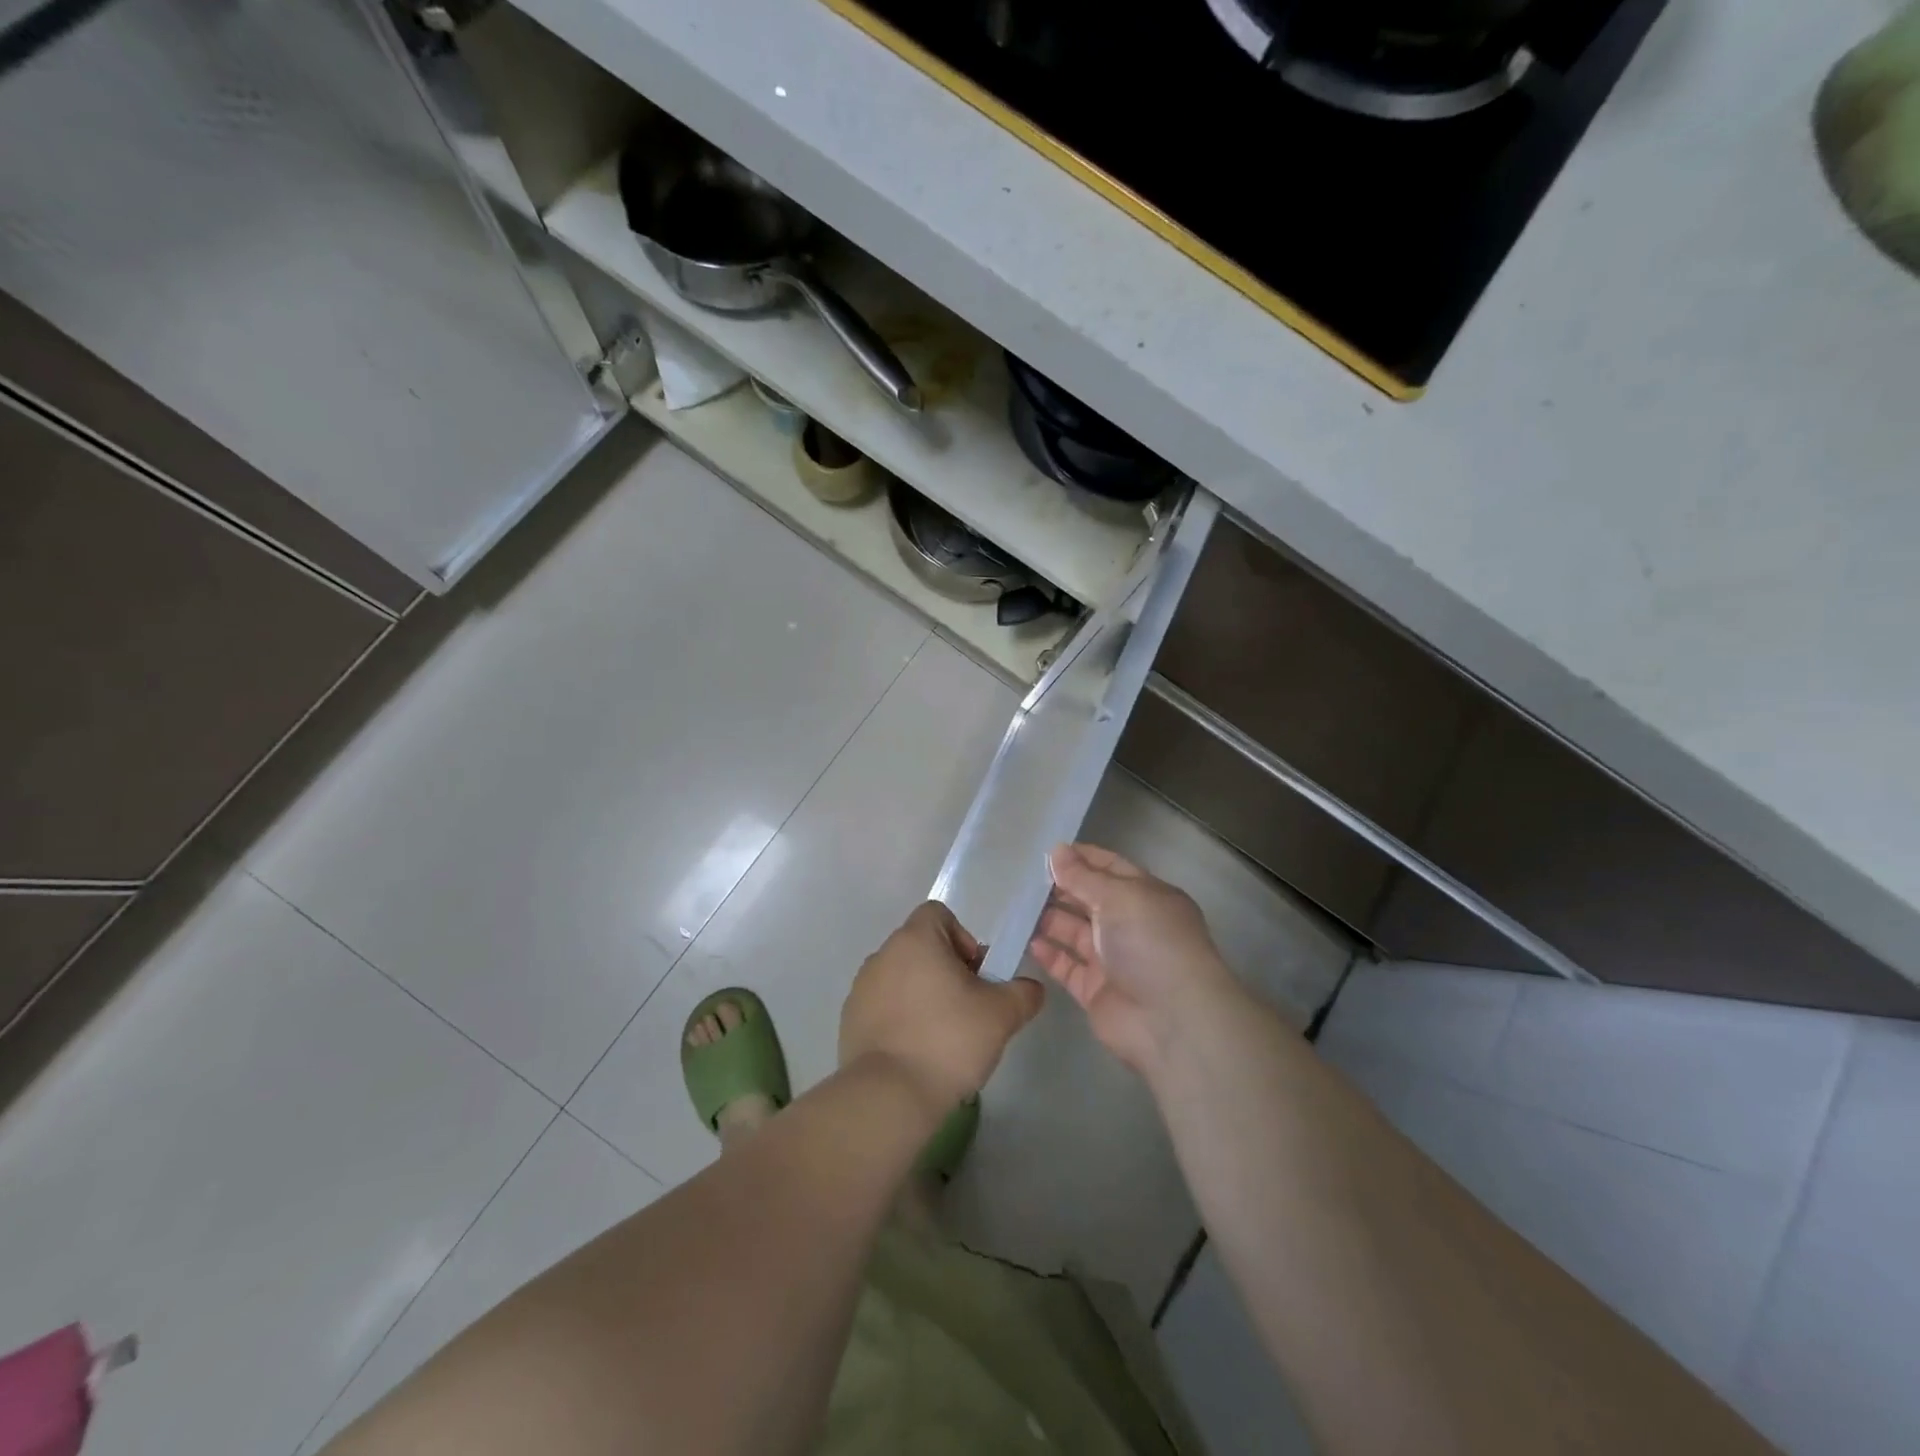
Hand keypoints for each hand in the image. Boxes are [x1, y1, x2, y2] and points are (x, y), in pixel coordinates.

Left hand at [840, 901, 1044, 1112]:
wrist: (889, 1095)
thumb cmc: (948, 1040)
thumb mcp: (1001, 1015)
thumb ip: (1023, 993)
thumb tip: (1031, 988)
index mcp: (915, 939)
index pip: (938, 914)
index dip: (963, 938)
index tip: (975, 975)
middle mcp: (883, 954)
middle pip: (921, 947)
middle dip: (946, 970)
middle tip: (967, 1008)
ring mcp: (861, 987)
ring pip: (901, 977)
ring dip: (922, 994)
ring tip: (941, 1035)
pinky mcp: (849, 1020)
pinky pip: (882, 1006)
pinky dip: (900, 1019)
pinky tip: (915, 1051)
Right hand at [1027, 843, 1241, 1077]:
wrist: (1171, 1020)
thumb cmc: (1151, 943)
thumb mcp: (1119, 897)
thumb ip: (1083, 876)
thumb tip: (1057, 851)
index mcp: (1146, 895)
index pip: (1110, 868)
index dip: (1081, 858)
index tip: (1045, 852)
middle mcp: (1130, 924)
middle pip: (1089, 899)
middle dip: (1059, 888)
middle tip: (1022, 879)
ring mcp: (1112, 959)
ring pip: (1074, 931)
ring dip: (1048, 918)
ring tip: (1016, 907)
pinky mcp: (1095, 990)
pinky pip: (1066, 966)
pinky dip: (1048, 953)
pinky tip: (1026, 940)